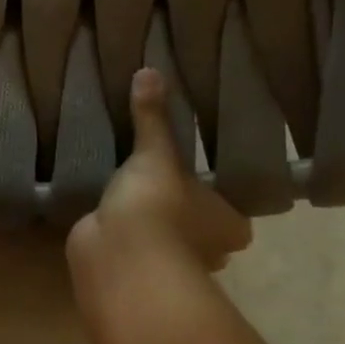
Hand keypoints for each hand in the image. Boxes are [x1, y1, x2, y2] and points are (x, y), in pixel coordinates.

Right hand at [66, 68, 251, 288]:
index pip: (234, 221)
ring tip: (135, 200)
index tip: (204, 191)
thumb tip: (149, 70)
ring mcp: (169, 267)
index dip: (222, 210)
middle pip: (203, 238)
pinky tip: (110, 220)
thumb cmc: (158, 204)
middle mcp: (207, 253)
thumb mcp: (156, 151)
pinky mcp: (134, 273)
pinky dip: (126, 240)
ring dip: (155, 232)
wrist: (119, 254)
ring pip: (167, 247)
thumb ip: (152, 117)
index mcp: (228, 226)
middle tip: (170, 193)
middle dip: (189, 223)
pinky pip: (135, 252)